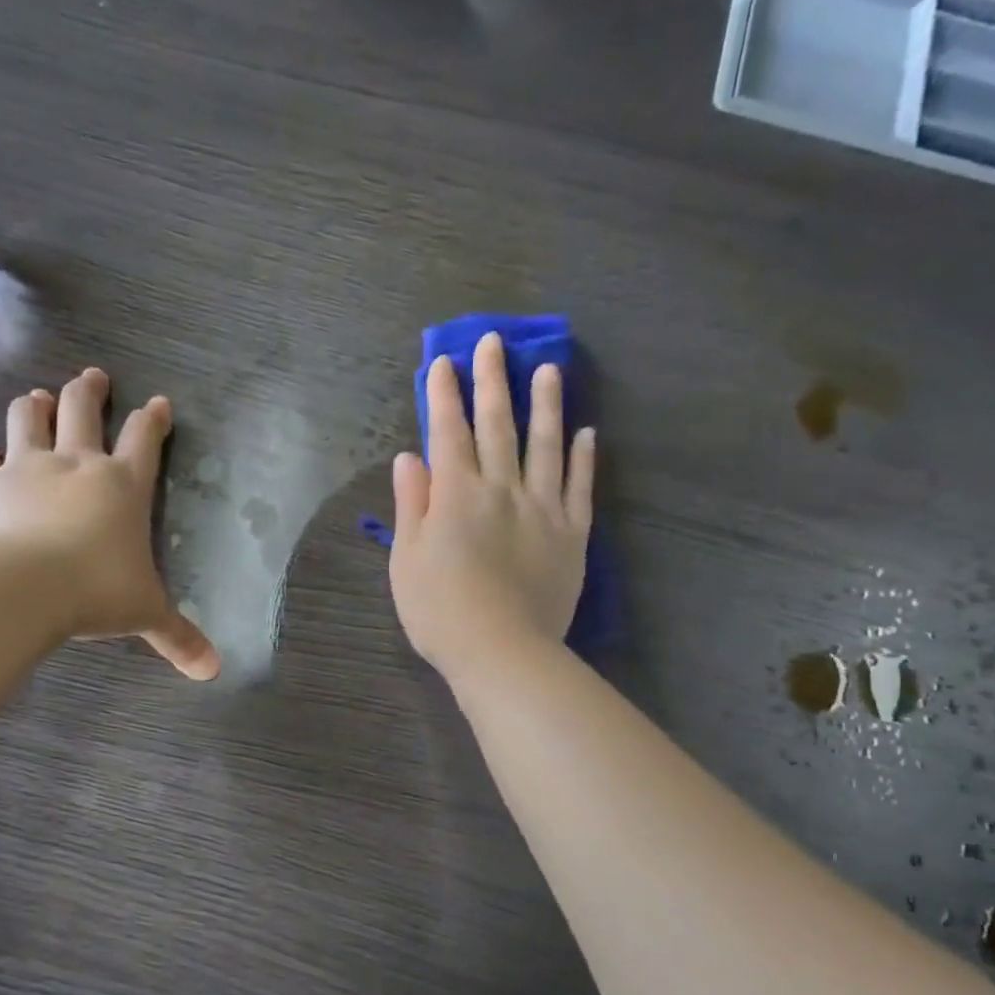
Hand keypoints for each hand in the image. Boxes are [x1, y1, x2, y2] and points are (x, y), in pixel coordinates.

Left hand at [0, 367, 219, 680]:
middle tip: (93, 377)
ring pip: (29, 418)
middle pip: (83, 408)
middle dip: (90, 390)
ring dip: (35, 405)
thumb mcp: (146, 614)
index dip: (154, 419)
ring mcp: (29, 468)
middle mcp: (77, 464)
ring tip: (37, 397)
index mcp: (123, 485)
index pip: (145, 439)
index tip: (158, 403)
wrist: (25, 586)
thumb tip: (213, 671)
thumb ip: (178, 637)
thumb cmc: (98, 591)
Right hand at [388, 332, 594, 681]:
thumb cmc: (440, 611)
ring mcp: (542, 509)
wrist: (502, 652)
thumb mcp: (407, 560)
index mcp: (456, 495)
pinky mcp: (572, 534)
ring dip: (546, 404)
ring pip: (546, 445)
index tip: (444, 361)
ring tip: (550, 369)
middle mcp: (501, 489)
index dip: (445, 395)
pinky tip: (587, 433)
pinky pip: (579, 487)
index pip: (448, 432)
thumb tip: (410, 458)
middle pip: (497, 426)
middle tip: (494, 342)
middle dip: (493, 381)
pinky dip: (582, 458)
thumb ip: (411, 504)